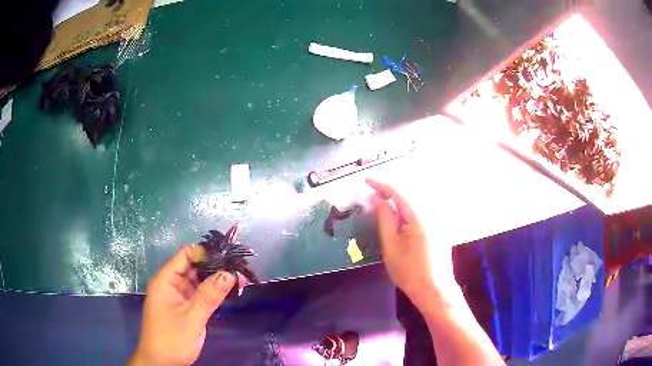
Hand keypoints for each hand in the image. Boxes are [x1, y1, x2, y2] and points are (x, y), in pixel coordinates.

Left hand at [129, 246, 235, 365]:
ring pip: (198, 281)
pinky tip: (229, 292)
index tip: (228, 256)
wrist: (162, 363)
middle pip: (193, 267)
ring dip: (216, 280)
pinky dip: (213, 293)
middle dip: (214, 267)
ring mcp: (178, 297)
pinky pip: (200, 295)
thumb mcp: (191, 318)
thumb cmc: (171, 339)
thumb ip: (209, 296)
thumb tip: (229, 274)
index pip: (185, 255)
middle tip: (239, 268)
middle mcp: (171, 284)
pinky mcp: (185, 308)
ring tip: (239, 278)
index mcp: (166, 280)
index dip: (205, 253)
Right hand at [366, 178, 457, 306]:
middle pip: (410, 192)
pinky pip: (423, 208)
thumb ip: (385, 219)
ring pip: (417, 199)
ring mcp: (439, 219)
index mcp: (420, 216)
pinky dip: (409, 206)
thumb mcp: (391, 246)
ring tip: (384, 200)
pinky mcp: (440, 226)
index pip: (399, 192)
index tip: (366, 180)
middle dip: (390, 189)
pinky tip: (400, 212)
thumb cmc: (409, 271)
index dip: (381, 184)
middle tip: (373, 192)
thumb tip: (378, 198)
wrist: (434, 289)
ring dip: (400, 197)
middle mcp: (432, 212)